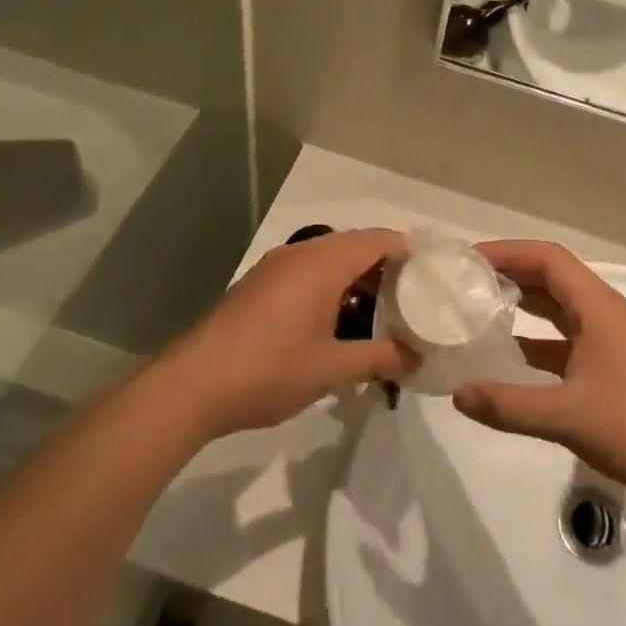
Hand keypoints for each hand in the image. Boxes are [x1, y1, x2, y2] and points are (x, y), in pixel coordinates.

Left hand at [156, 229, 418, 441]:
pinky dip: (330, 286)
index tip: (434, 268)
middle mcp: (300, 254)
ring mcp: (274, 269)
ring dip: (356, 278)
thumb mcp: (332, 369)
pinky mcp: (258, 286)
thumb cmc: (269, 370)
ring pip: (328, 260)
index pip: (377, 239)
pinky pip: (306, 273)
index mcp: (322, 263)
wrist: (191, 386)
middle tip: (415, 293)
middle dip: (385, 265)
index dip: (408, 248)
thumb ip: (379, 359)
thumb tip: (417, 360)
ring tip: (382, 309)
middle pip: (354, 245)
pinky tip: (338, 321)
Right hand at [453, 240, 625, 512]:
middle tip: (465, 282)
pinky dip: (538, 338)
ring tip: (479, 310)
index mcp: (598, 308)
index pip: (548, 258)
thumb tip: (457, 393)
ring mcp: (612, 339)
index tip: (468, 260)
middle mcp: (605, 313)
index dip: (507, 251)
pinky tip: (511, 355)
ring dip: (523, 304)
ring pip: (560, 307)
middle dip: (510, 273)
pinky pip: (568, 337)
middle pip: (552, 277)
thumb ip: (508, 405)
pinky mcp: (615, 365)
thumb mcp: (567, 417)